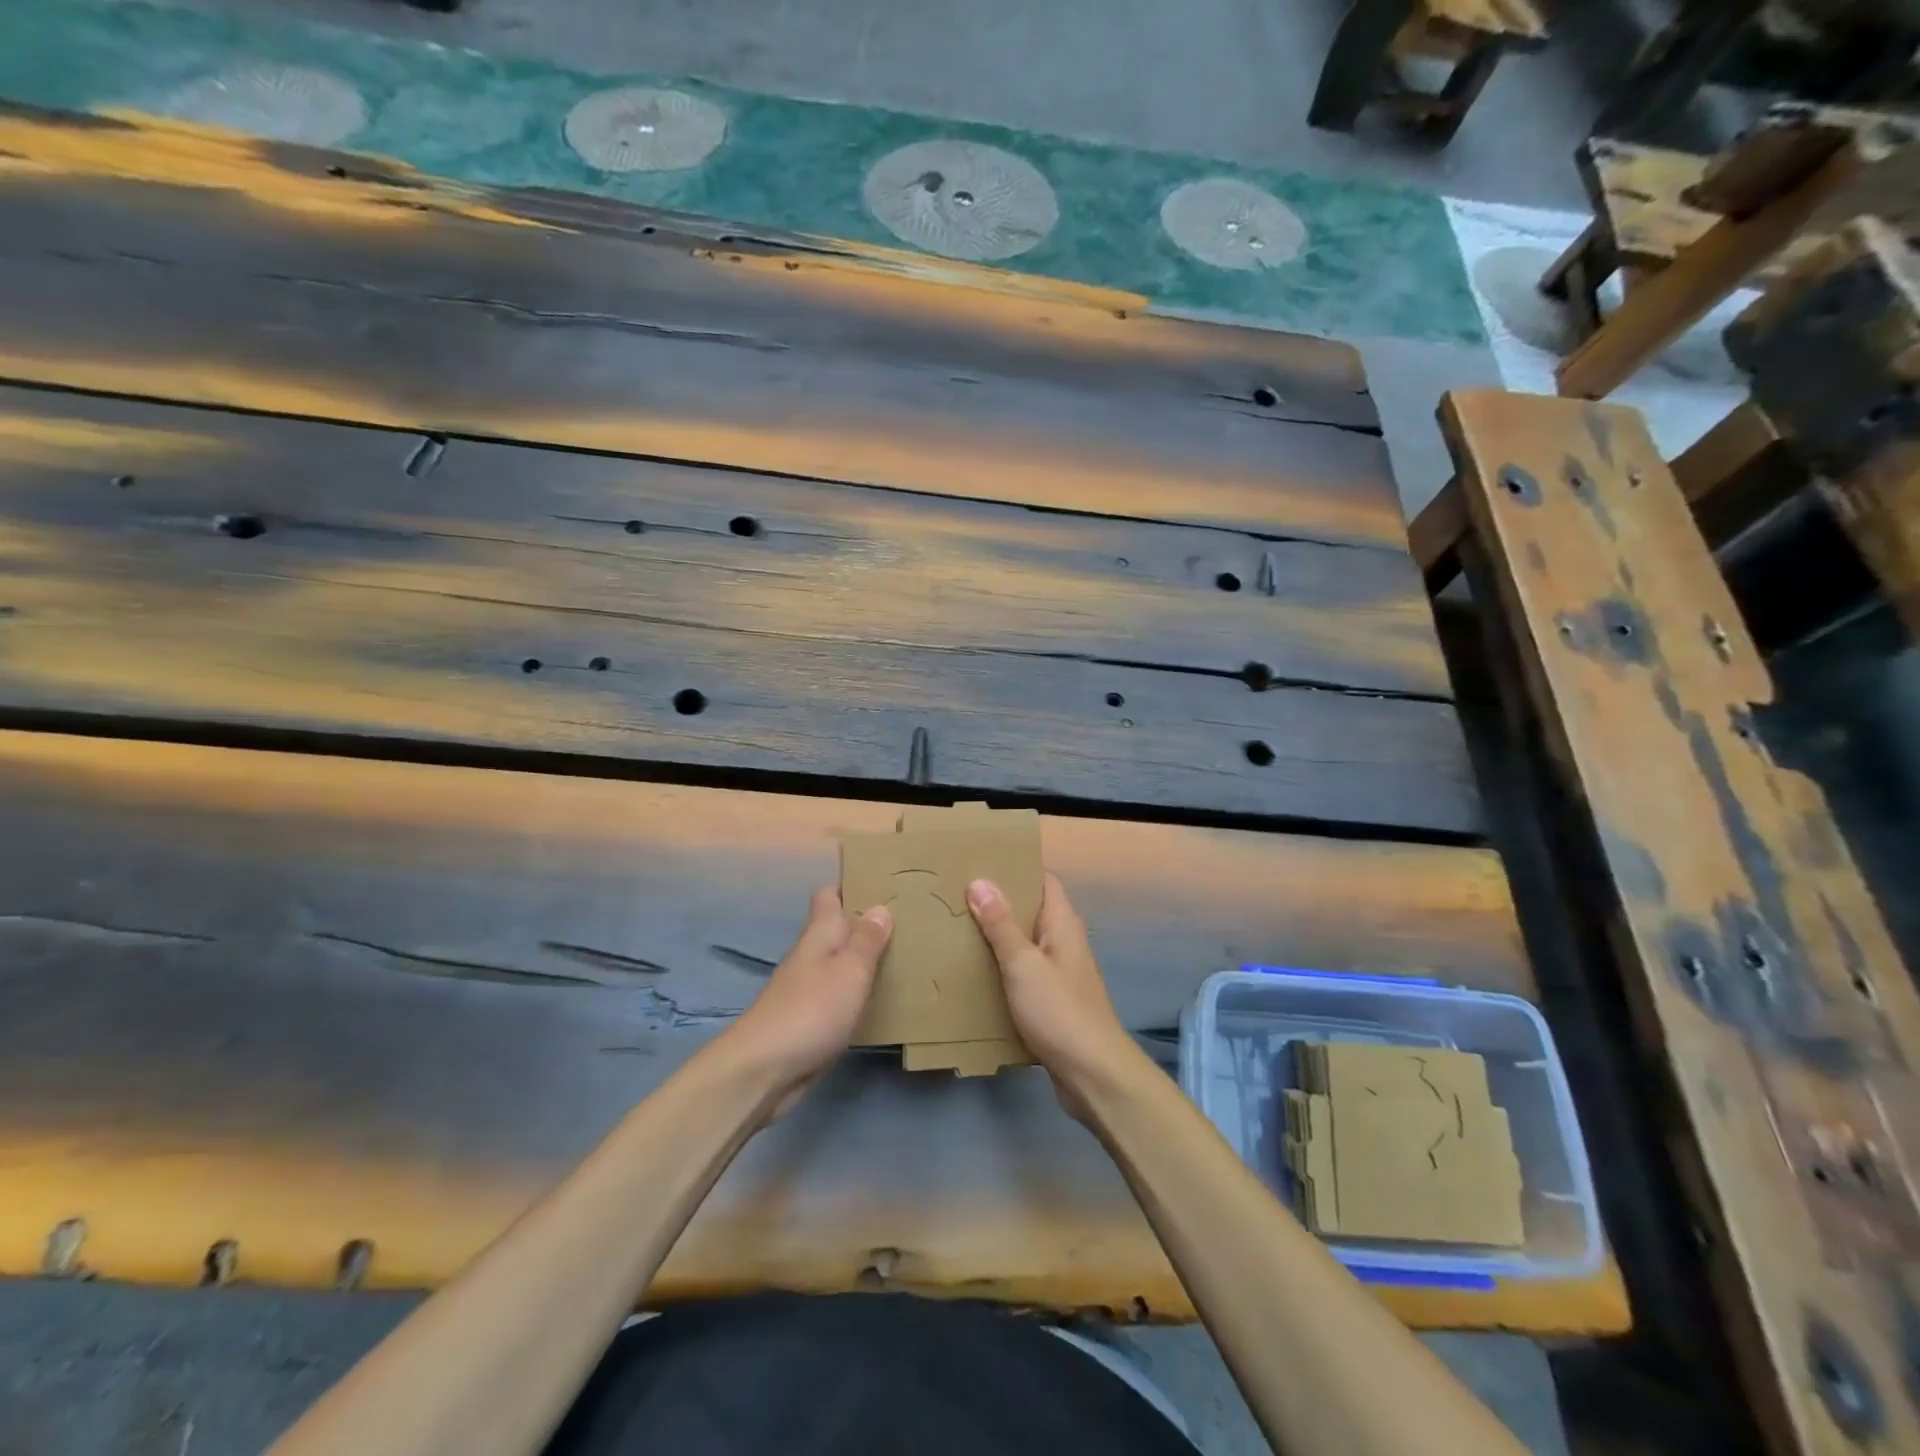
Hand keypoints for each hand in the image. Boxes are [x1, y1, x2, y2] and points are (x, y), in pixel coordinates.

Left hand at [721, 887, 891, 1120]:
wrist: (763, 1070)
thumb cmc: (811, 1010)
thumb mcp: (849, 971)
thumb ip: (866, 941)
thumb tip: (880, 907)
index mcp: (818, 935)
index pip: (828, 896)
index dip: (850, 887)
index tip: (881, 883)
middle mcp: (810, 956)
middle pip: (837, 930)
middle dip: (865, 925)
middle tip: (908, 921)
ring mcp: (806, 989)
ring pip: (838, 963)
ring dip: (863, 960)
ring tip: (903, 957)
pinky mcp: (808, 1021)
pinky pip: (837, 995)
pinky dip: (856, 992)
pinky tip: (880, 1000)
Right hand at [966, 873, 1139, 1117]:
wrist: (1093, 1073)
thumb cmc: (1059, 1010)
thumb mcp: (1023, 964)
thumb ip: (1001, 924)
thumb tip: (980, 881)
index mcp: (1063, 923)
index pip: (1043, 880)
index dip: (1016, 869)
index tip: (980, 864)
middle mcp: (1065, 942)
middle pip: (1032, 911)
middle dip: (999, 904)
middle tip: (957, 896)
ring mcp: (1061, 972)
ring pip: (1026, 943)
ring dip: (998, 938)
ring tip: (958, 930)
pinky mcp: (1054, 1000)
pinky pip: (1025, 972)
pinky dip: (1003, 968)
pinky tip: (976, 974)